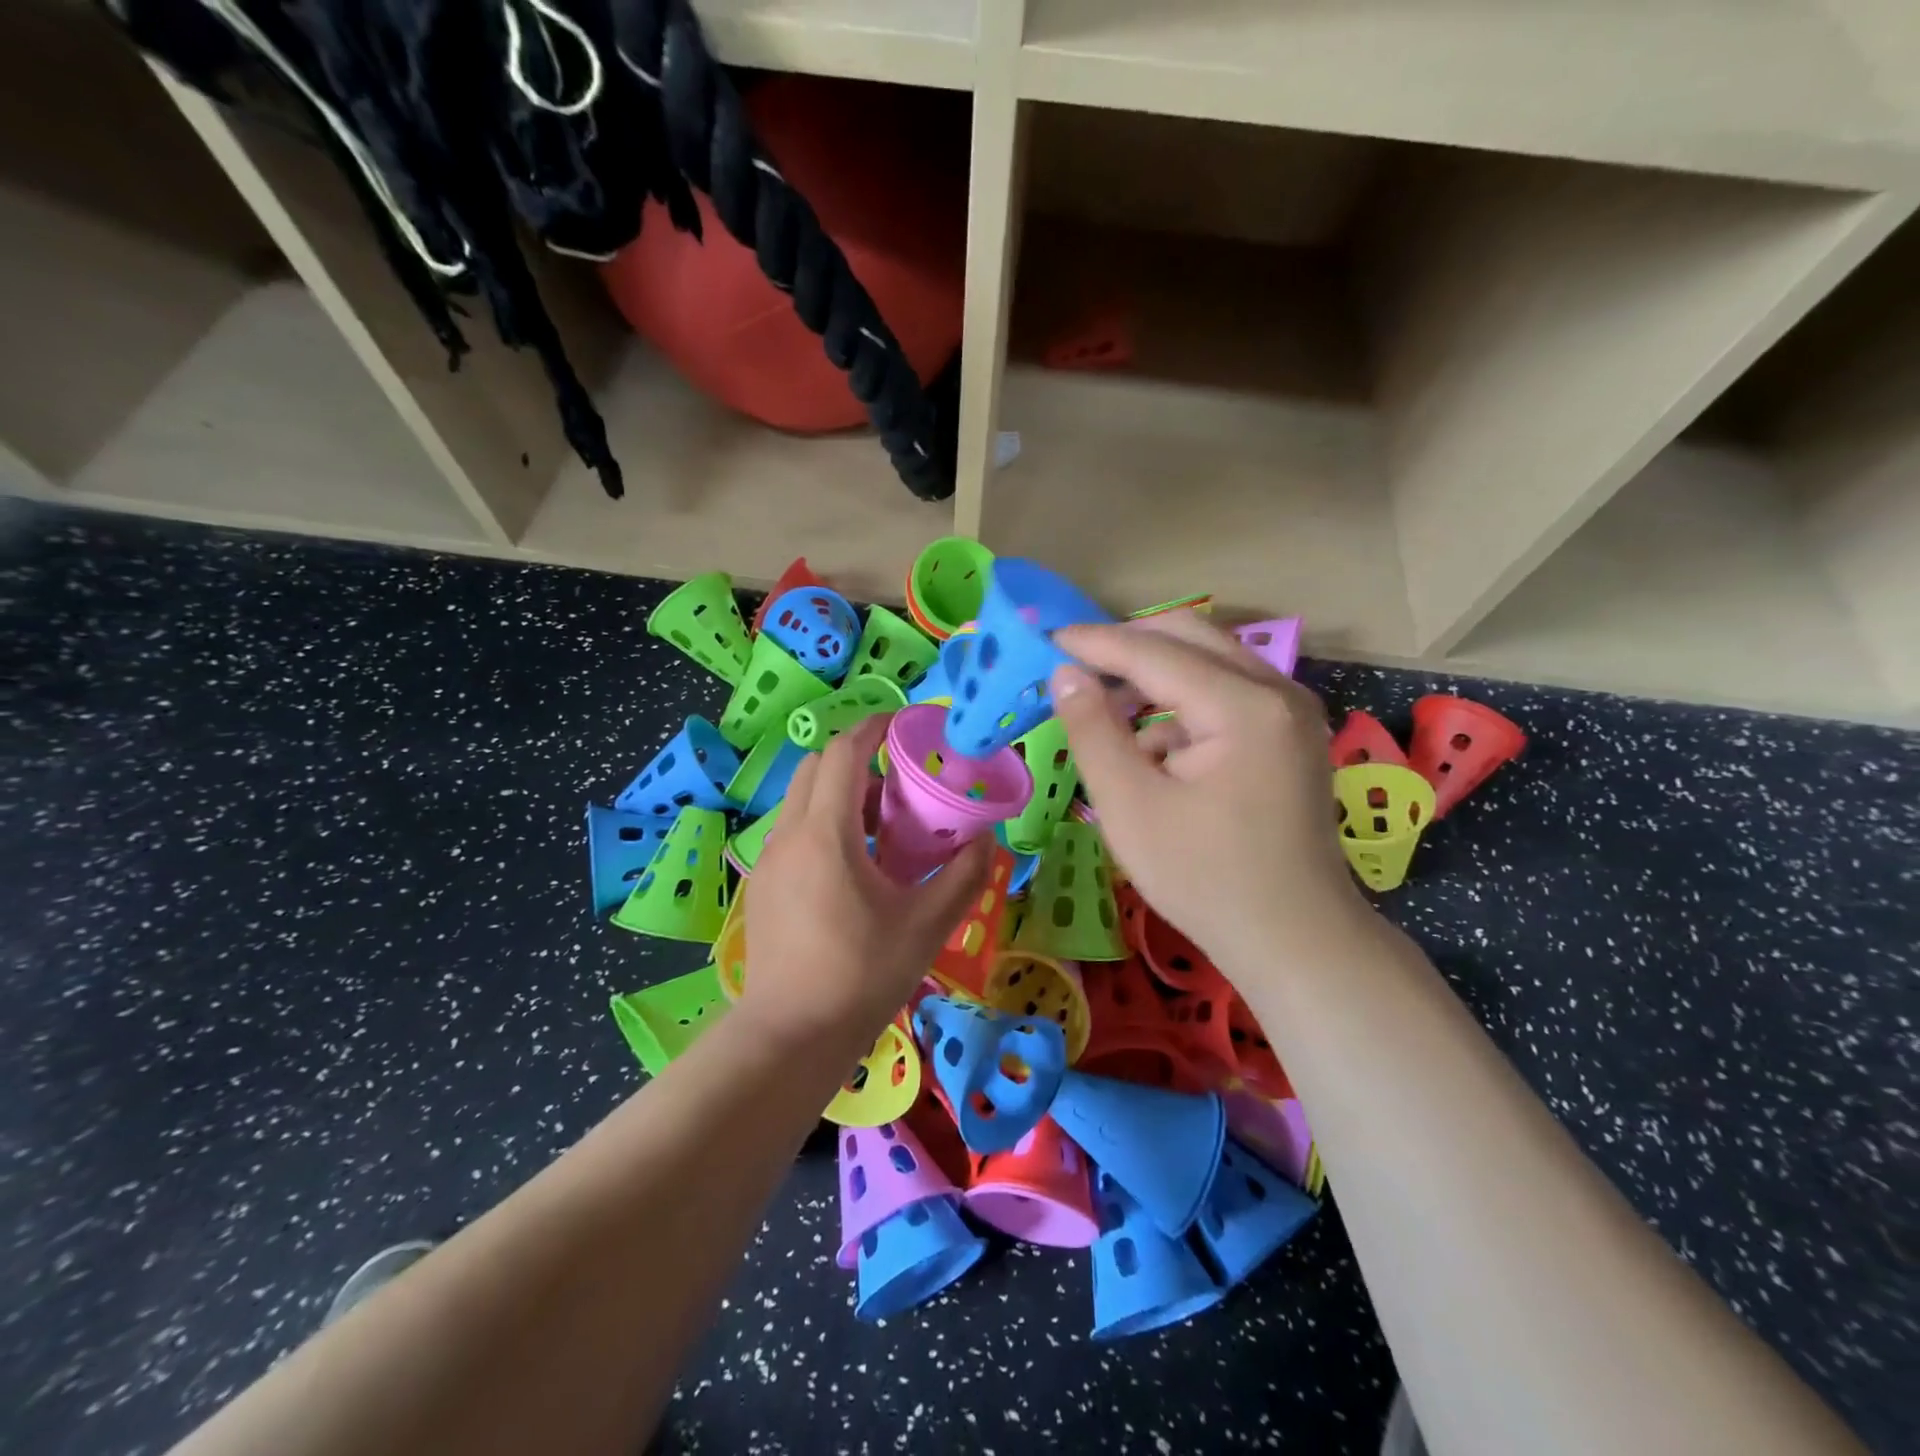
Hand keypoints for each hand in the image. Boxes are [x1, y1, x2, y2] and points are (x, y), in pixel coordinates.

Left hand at [741, 714, 993, 1051]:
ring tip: (883, 828)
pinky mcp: (764, 885)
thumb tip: (986, 839)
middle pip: (816, 767)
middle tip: (899, 784)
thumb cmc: (860, 975)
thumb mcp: (926, 925)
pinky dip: (825, 823)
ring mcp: (769, 861)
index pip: (843, 752)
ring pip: (802, 799)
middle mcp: (789, 835)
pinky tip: (855, 867)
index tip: (906, 725)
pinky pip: (795, 830)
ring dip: (841, 794)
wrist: (790, 1036)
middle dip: (857, 760)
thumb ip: (962, 876)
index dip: (874, 728)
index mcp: (826, 834)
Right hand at [1049, 614, 1369, 982]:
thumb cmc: (1205, 878)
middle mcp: (1277, 692)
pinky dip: (1182, 706)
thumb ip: (1093, 731)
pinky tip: (1152, 750)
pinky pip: (1226, 694)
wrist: (1294, 940)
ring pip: (1210, 663)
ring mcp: (1291, 712)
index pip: (1154, 652)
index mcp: (1243, 706)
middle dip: (1128, 646)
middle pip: (1191, 637)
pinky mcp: (1289, 735)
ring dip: (1154, 676)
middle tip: (1075, 664)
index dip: (1095, 643)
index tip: (1046, 640)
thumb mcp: (1130, 806)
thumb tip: (1065, 674)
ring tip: (1105, 710)